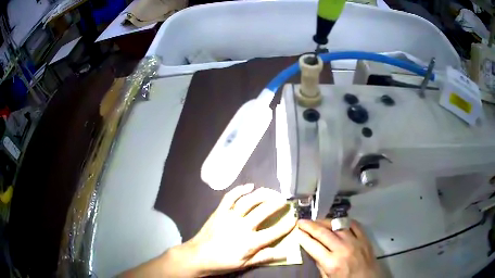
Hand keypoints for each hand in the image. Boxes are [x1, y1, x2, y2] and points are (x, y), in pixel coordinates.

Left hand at [159, 184, 294, 276]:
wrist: (198, 256)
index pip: (274, 232)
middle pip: (263, 211)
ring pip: (249, 201)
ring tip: (272, 192)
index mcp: (250, 242)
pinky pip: (230, 197)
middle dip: (277, 204)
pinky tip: (249, 186)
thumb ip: (264, 257)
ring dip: (262, 194)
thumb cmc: (222, 262)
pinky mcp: (220, 211)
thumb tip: (285, 252)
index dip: (286, 225)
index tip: (294, 218)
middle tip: (284, 200)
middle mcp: (242, 226)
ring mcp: (230, 217)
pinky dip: (240, 189)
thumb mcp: (245, 264)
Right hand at [298, 219, 380, 277]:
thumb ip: (320, 265)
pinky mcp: (364, 238)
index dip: (303, 237)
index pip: (313, 246)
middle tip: (301, 221)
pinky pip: (353, 224)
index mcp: (331, 262)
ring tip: (316, 220)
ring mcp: (355, 241)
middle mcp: (342, 249)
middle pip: (323, 233)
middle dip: (310, 226)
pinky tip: (337, 221)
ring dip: (325, 221)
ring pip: (337, 225)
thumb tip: (314, 251)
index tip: (297, 231)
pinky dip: (344, 221)